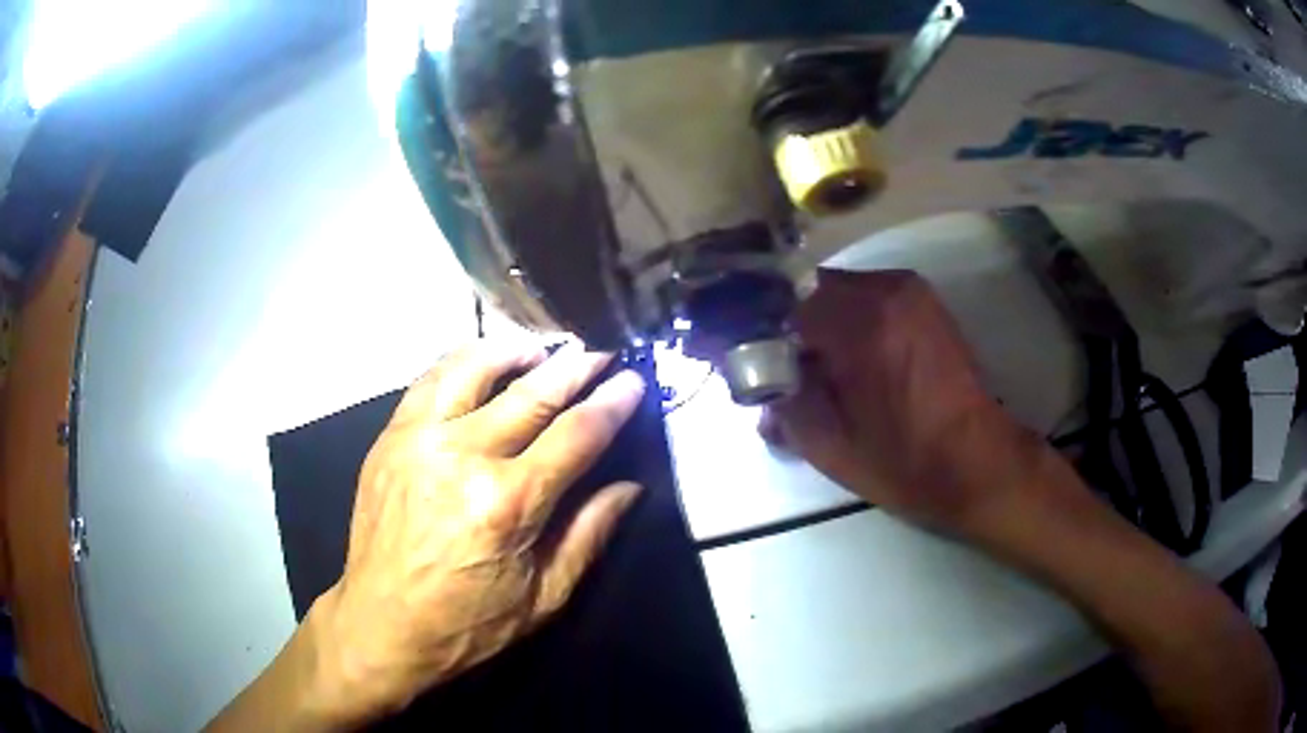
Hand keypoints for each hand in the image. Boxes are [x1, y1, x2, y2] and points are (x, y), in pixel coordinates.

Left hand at [311, 340, 645, 721]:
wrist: (382, 623)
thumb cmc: (467, 622)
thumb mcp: (544, 596)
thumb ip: (590, 534)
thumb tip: (630, 486)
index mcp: (508, 502)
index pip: (575, 434)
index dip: (611, 403)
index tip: (633, 382)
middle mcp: (463, 456)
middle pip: (531, 394)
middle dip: (575, 367)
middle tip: (601, 352)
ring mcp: (419, 439)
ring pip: (474, 370)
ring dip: (515, 352)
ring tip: (542, 350)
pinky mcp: (389, 437)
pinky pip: (428, 381)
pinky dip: (461, 362)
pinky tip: (480, 363)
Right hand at [761, 269, 1057, 536]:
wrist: (978, 462)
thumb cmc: (904, 462)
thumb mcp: (828, 446)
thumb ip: (782, 405)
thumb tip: (757, 386)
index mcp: (860, 323)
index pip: (782, 305)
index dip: (760, 335)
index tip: (753, 363)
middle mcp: (884, 290)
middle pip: (810, 289)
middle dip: (791, 325)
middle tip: (787, 367)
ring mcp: (910, 290)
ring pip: (841, 289)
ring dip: (822, 320)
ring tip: (823, 366)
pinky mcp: (925, 301)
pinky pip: (869, 295)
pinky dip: (851, 318)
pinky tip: (854, 358)